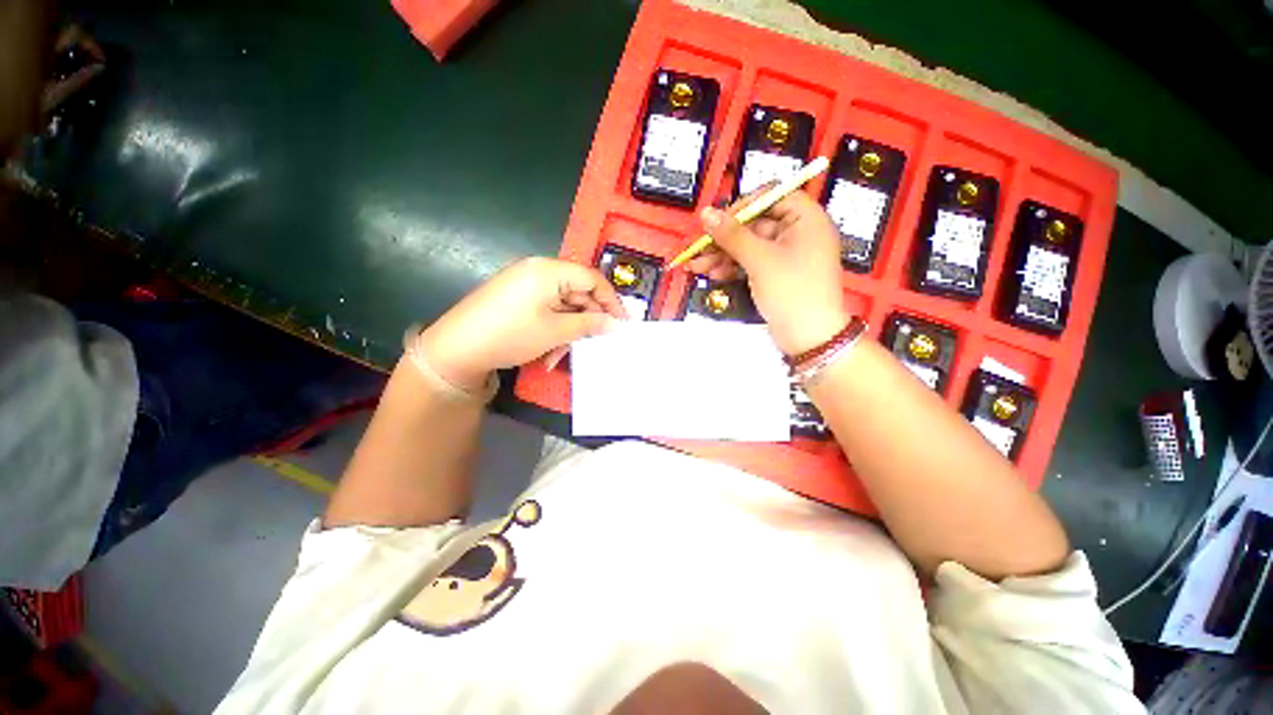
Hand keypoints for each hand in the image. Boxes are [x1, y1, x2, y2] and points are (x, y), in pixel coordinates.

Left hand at [418, 257, 627, 390]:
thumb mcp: (555, 331)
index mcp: (549, 270)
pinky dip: (552, 328)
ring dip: (568, 329)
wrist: (455, 349)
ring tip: (559, 354)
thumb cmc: (511, 335)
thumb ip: (589, 324)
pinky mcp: (516, 297)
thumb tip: (616, 324)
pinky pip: (546, 308)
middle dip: (586, 319)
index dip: (611, 301)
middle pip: (577, 291)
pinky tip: (546, 351)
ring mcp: (524, 283)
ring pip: (562, 304)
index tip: (623, 323)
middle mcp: (538, 270)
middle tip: (593, 342)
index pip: (592, 278)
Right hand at [685, 189, 848, 354]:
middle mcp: (797, 233)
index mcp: (806, 219)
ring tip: (698, 265)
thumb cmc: (792, 291)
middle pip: (755, 224)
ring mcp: (786, 256)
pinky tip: (713, 273)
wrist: (808, 337)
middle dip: (725, 238)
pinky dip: (732, 267)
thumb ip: (732, 235)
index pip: (772, 196)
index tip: (720, 220)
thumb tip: (706, 214)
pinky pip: (751, 263)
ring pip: (749, 246)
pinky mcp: (776, 275)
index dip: (744, 205)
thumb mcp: (760, 260)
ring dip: (723, 254)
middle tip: (700, 247)